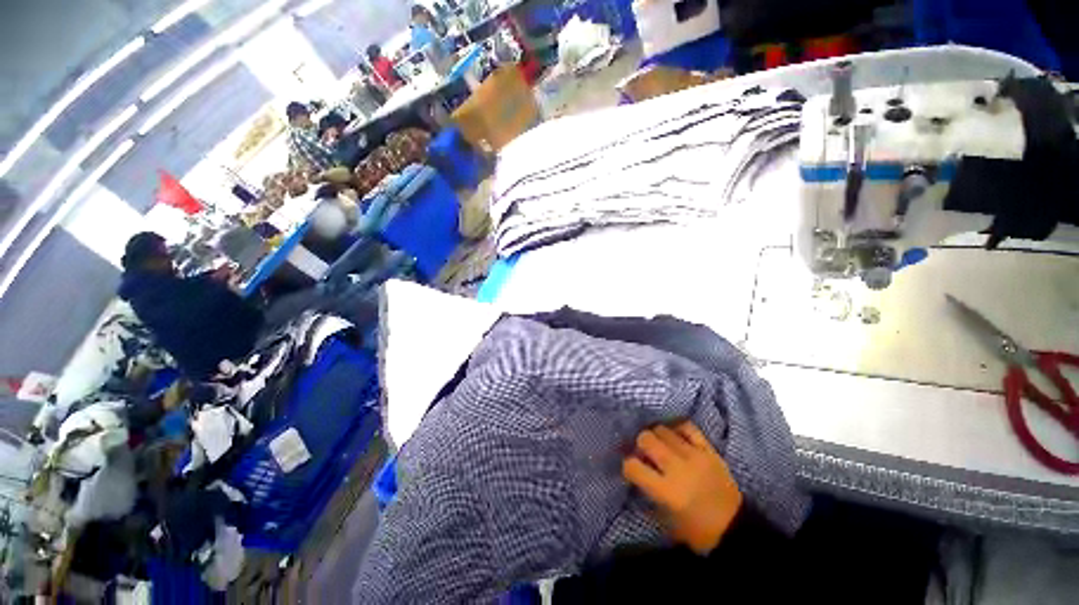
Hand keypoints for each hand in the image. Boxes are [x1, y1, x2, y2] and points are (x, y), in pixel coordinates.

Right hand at [622, 421, 742, 554]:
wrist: (736, 529)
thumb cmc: (697, 532)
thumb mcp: (666, 520)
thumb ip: (649, 494)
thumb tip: (637, 474)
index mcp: (666, 490)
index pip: (633, 466)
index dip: (628, 466)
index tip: (631, 470)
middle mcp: (677, 468)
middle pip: (646, 439)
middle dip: (640, 444)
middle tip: (645, 453)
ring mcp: (694, 456)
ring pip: (663, 430)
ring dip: (656, 436)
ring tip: (660, 445)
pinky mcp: (709, 450)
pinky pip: (687, 427)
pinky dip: (677, 428)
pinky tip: (675, 436)